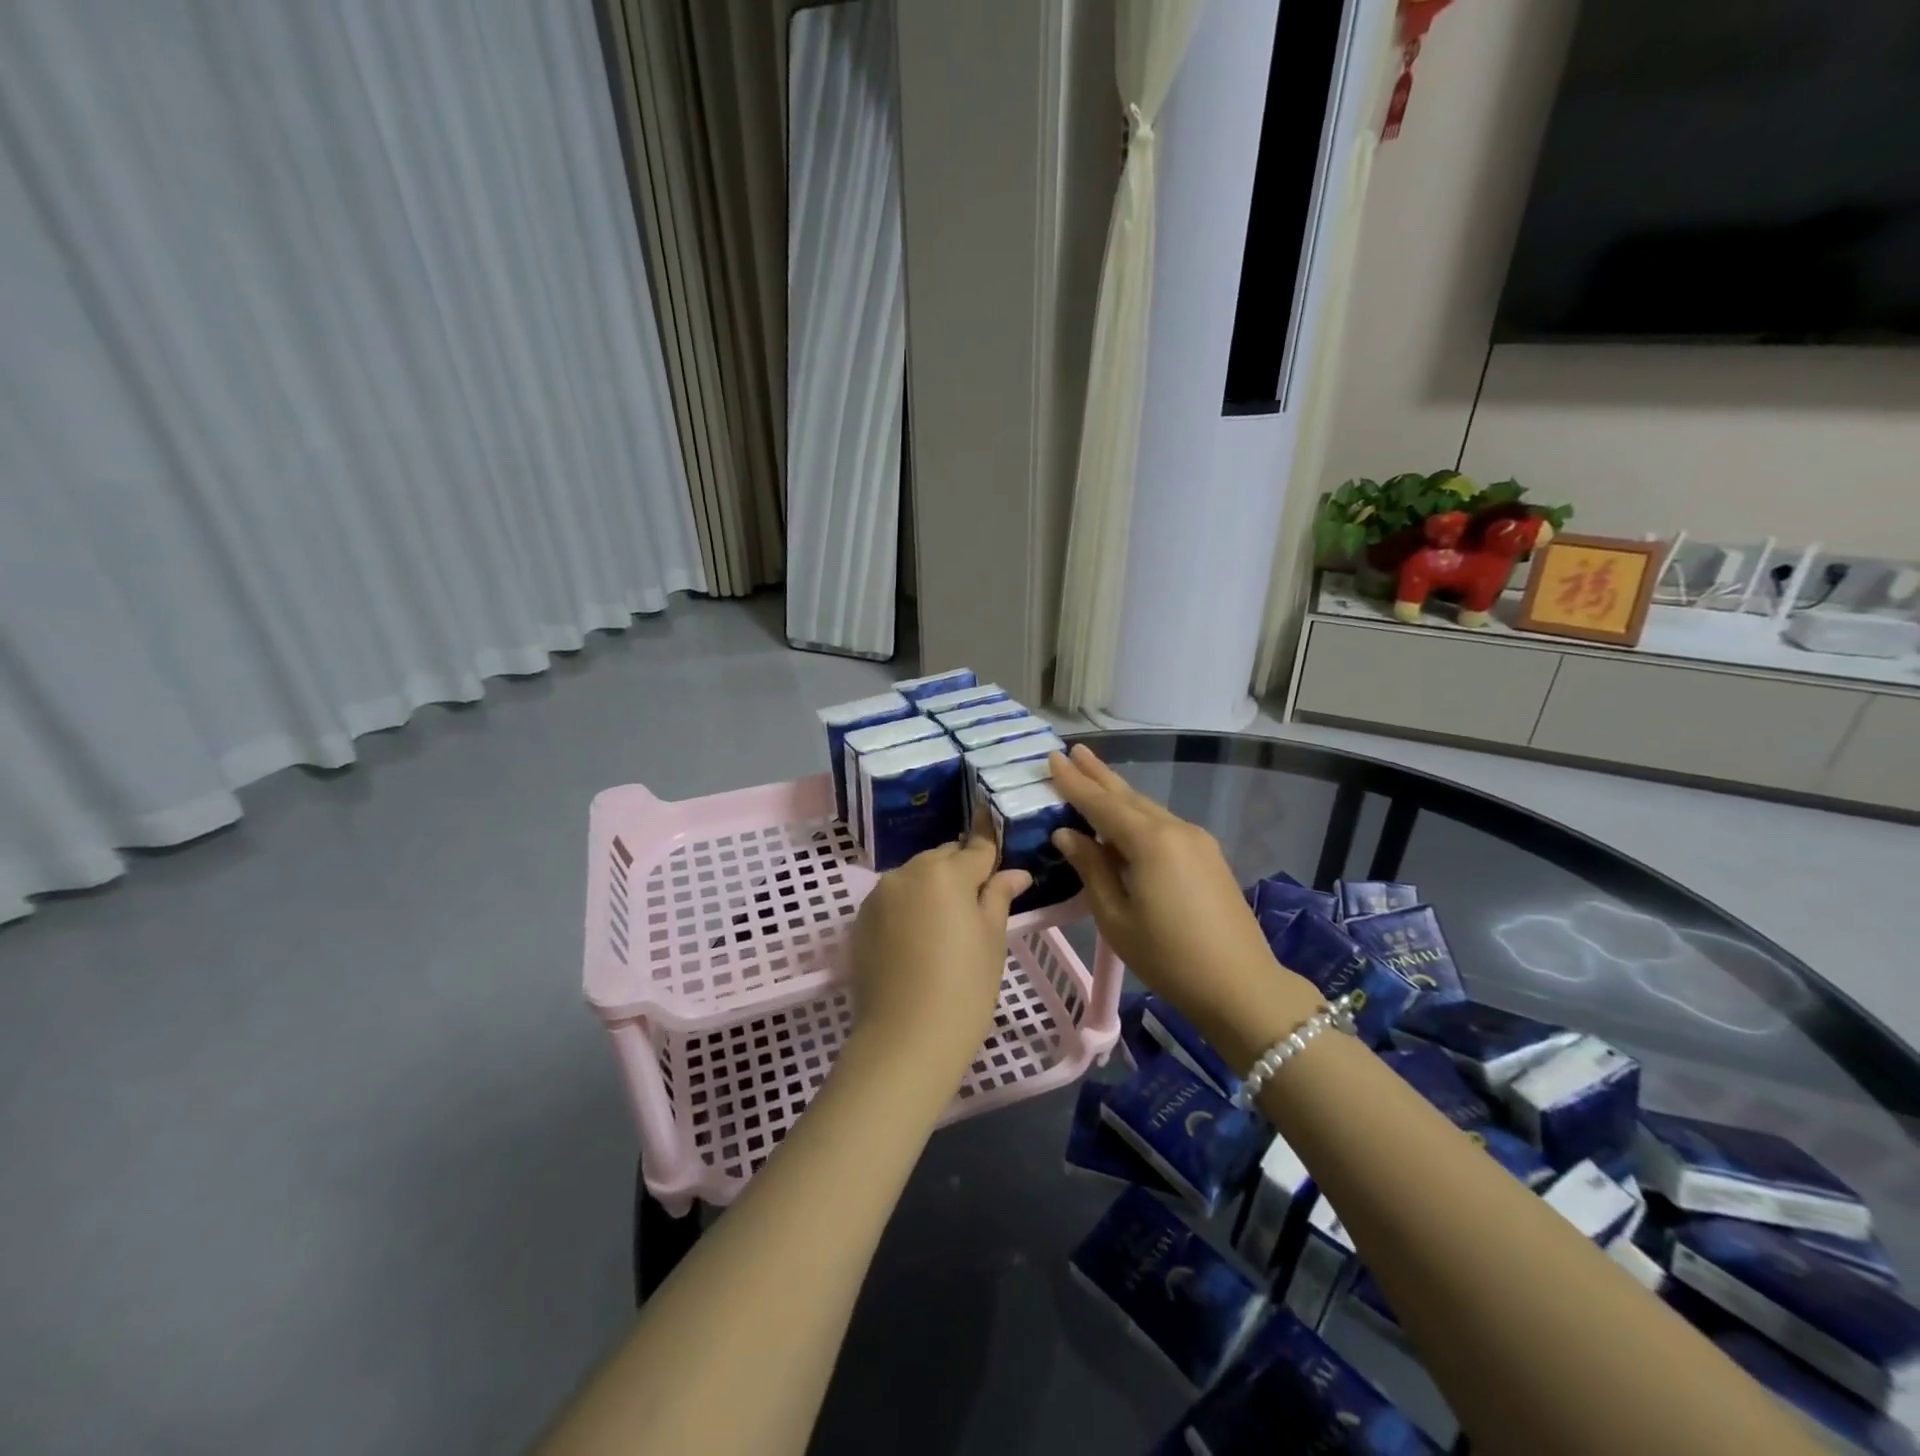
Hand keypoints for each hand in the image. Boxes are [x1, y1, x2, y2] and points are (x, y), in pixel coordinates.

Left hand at [847, 812, 1031, 1082]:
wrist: (904, 1040)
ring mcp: (878, 895)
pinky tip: (917, 939)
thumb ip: (999, 896)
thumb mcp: (992, 940)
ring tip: (945, 926)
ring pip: (915, 877)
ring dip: (932, 888)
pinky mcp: (860, 920)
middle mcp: (907, 872)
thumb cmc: (964, 989)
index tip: (1002, 861)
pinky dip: (908, 907)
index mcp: (945, 872)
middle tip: (977, 905)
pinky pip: (893, 900)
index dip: (992, 853)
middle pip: (943, 858)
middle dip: (961, 872)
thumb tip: (1016, 873)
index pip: (977, 848)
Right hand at [1048, 745, 1318, 1065]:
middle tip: (1072, 750)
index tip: (1053, 758)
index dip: (1074, 782)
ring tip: (1092, 775)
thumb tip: (1067, 834)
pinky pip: (1163, 824)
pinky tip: (1124, 818)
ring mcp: (1197, 840)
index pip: (1101, 803)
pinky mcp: (1208, 855)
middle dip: (1098, 774)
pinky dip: (1137, 815)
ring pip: (1148, 808)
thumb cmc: (1168, 957)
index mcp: (1149, 842)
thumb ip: (1091, 868)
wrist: (1241, 986)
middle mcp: (1175, 829)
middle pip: (1128, 796)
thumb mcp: (1115, 917)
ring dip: (1118, 793)